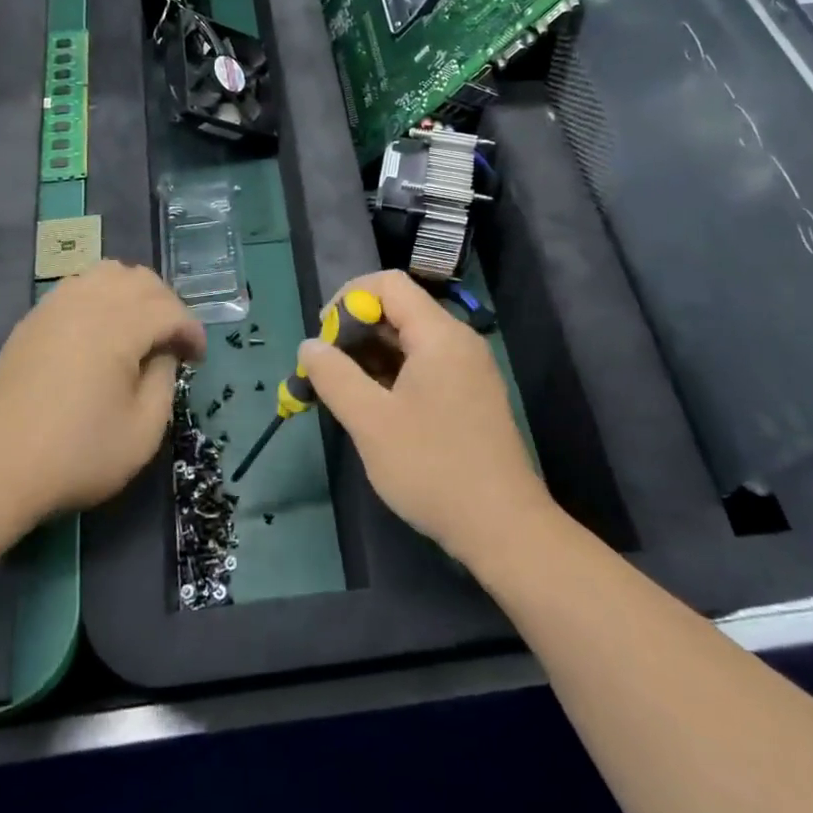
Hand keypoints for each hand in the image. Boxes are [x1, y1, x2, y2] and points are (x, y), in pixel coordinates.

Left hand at [0, 261, 204, 520]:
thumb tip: (163, 352)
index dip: (192, 331)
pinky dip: (102, 296)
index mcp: (118, 327)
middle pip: (141, 280)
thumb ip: (165, 380)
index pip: (170, 310)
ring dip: (134, 293)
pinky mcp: (34, 318)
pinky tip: (102, 330)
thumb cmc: (78, 454)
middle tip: (174, 342)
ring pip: (108, 273)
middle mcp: (88, 303)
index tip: (198, 360)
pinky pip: (78, 286)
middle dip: (167, 305)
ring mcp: (55, 306)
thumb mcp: (143, 431)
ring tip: (140, 328)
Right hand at [301, 270, 551, 564]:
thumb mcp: (371, 421)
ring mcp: (468, 370)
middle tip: (326, 368)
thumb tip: (309, 345)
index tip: (324, 336)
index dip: (348, 298)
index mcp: (439, 335)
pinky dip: (393, 374)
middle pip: (400, 309)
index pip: (389, 284)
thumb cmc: (432, 467)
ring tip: (342, 390)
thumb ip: (334, 376)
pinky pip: (425, 366)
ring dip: (371, 355)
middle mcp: (458, 341)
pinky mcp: (470, 396)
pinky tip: (373, 406)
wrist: (503, 528)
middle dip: (355, 330)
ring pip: (410, 340)